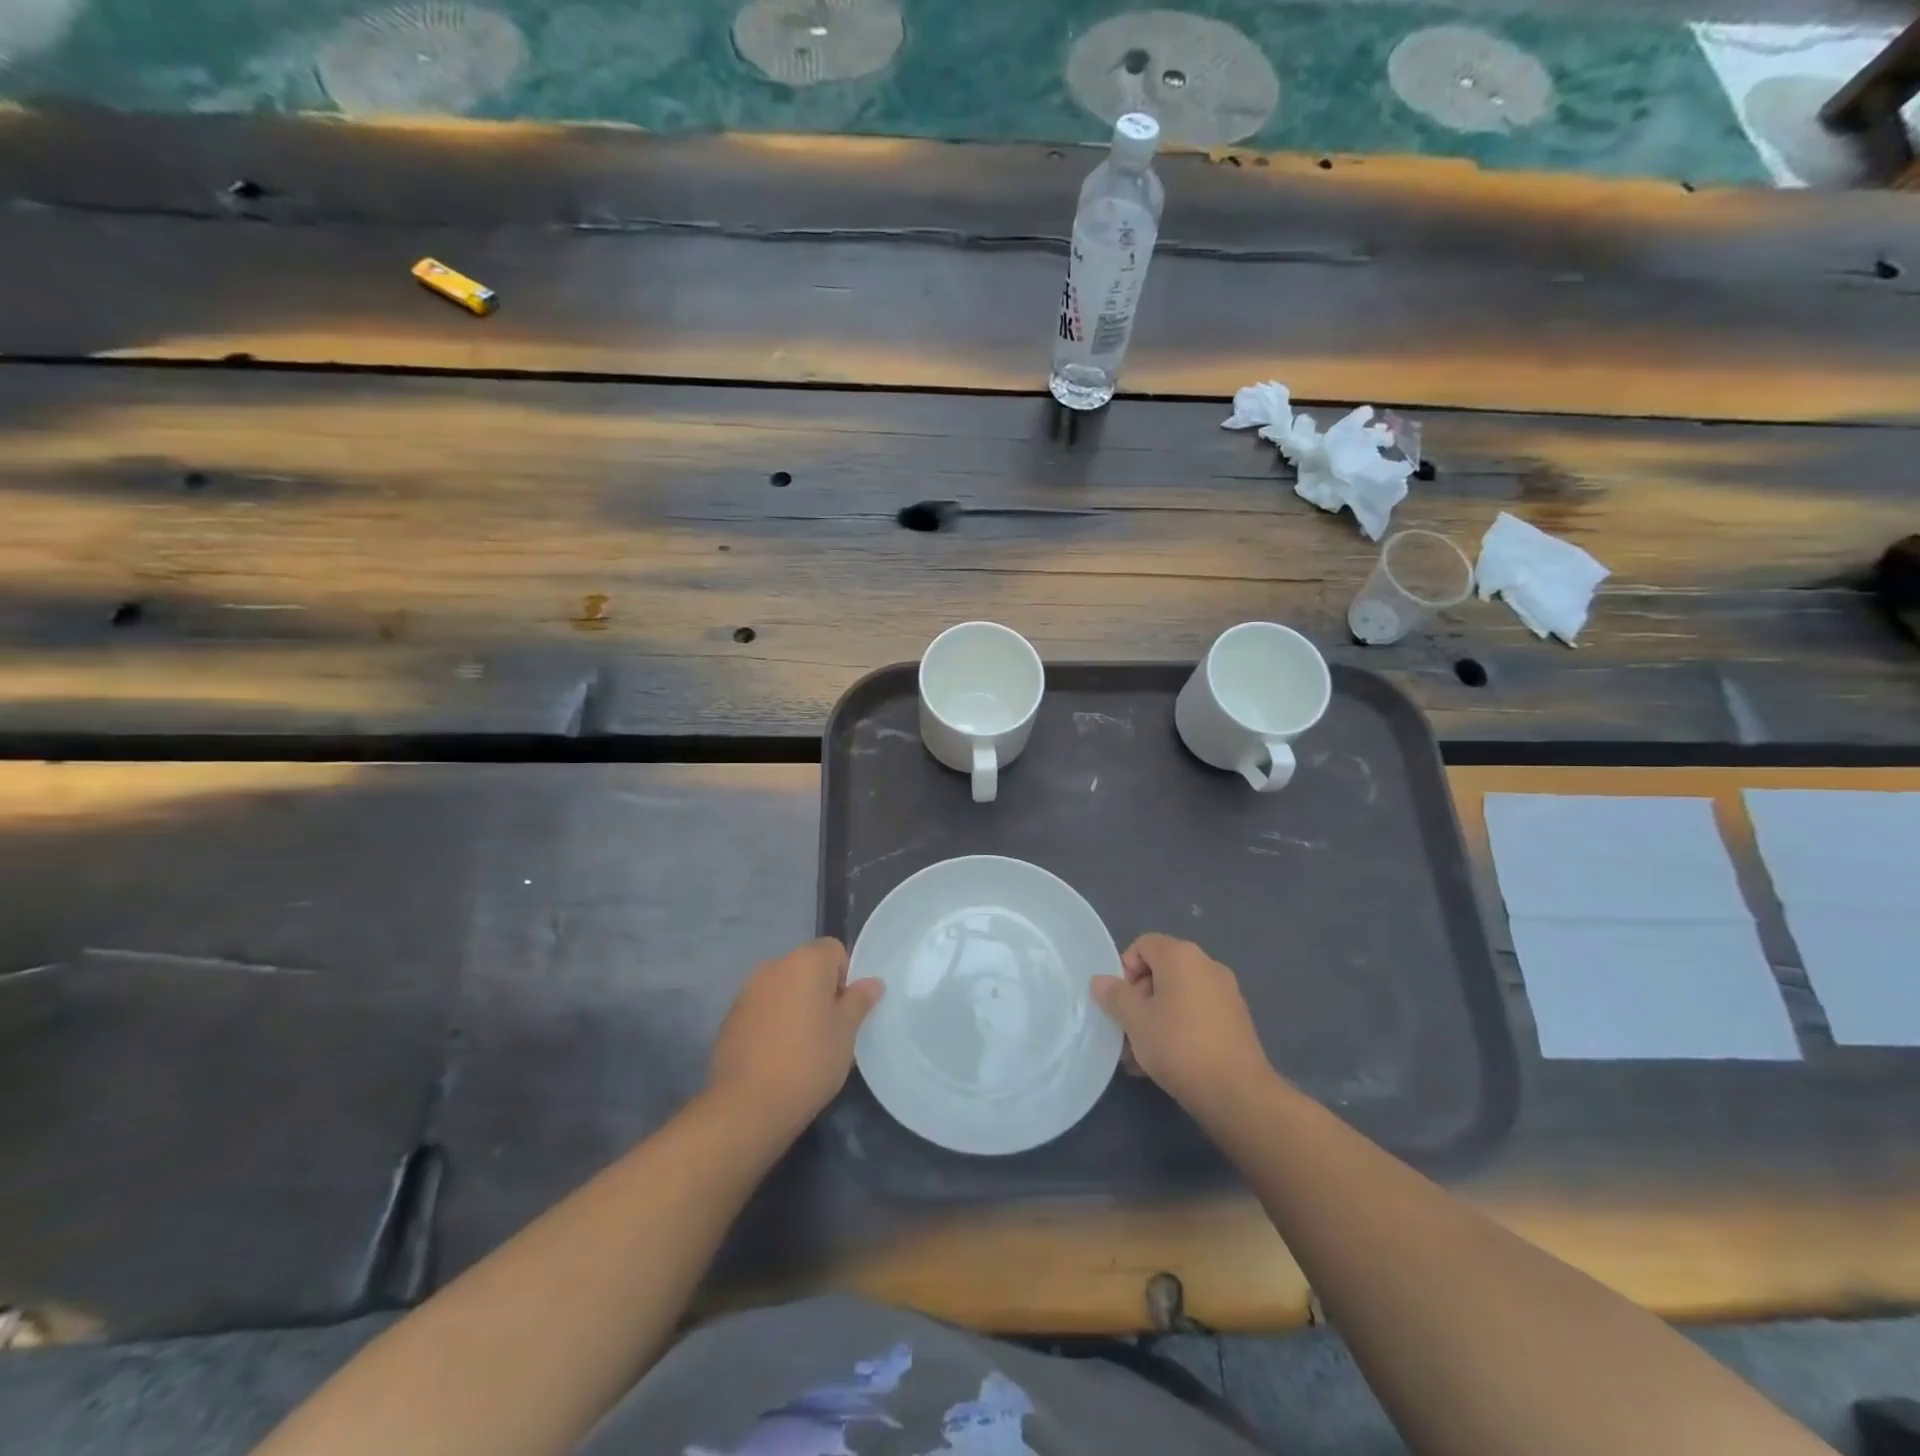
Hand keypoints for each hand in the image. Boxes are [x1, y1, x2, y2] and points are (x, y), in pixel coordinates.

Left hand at [707, 937, 882, 1136]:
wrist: (747, 1106)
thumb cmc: (808, 1061)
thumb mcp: (846, 1032)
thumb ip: (859, 1001)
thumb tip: (872, 982)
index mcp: (805, 962)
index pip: (834, 950)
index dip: (845, 977)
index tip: (845, 1012)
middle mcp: (773, 966)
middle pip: (807, 968)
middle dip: (820, 992)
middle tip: (829, 1031)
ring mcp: (747, 991)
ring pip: (783, 989)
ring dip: (795, 1007)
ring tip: (802, 1047)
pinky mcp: (730, 1018)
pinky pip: (762, 1009)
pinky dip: (773, 1023)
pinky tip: (777, 1056)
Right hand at [1091, 933, 1273, 1118]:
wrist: (1236, 1092)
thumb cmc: (1178, 1045)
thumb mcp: (1134, 1020)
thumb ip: (1114, 995)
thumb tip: (1100, 981)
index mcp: (1181, 956)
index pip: (1143, 944)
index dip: (1125, 969)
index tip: (1121, 1002)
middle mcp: (1207, 965)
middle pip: (1161, 970)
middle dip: (1139, 998)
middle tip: (1129, 1030)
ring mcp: (1226, 993)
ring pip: (1178, 996)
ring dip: (1156, 1018)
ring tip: (1143, 1054)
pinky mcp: (1236, 1020)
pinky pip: (1197, 1014)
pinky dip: (1179, 1028)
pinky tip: (1168, 1061)